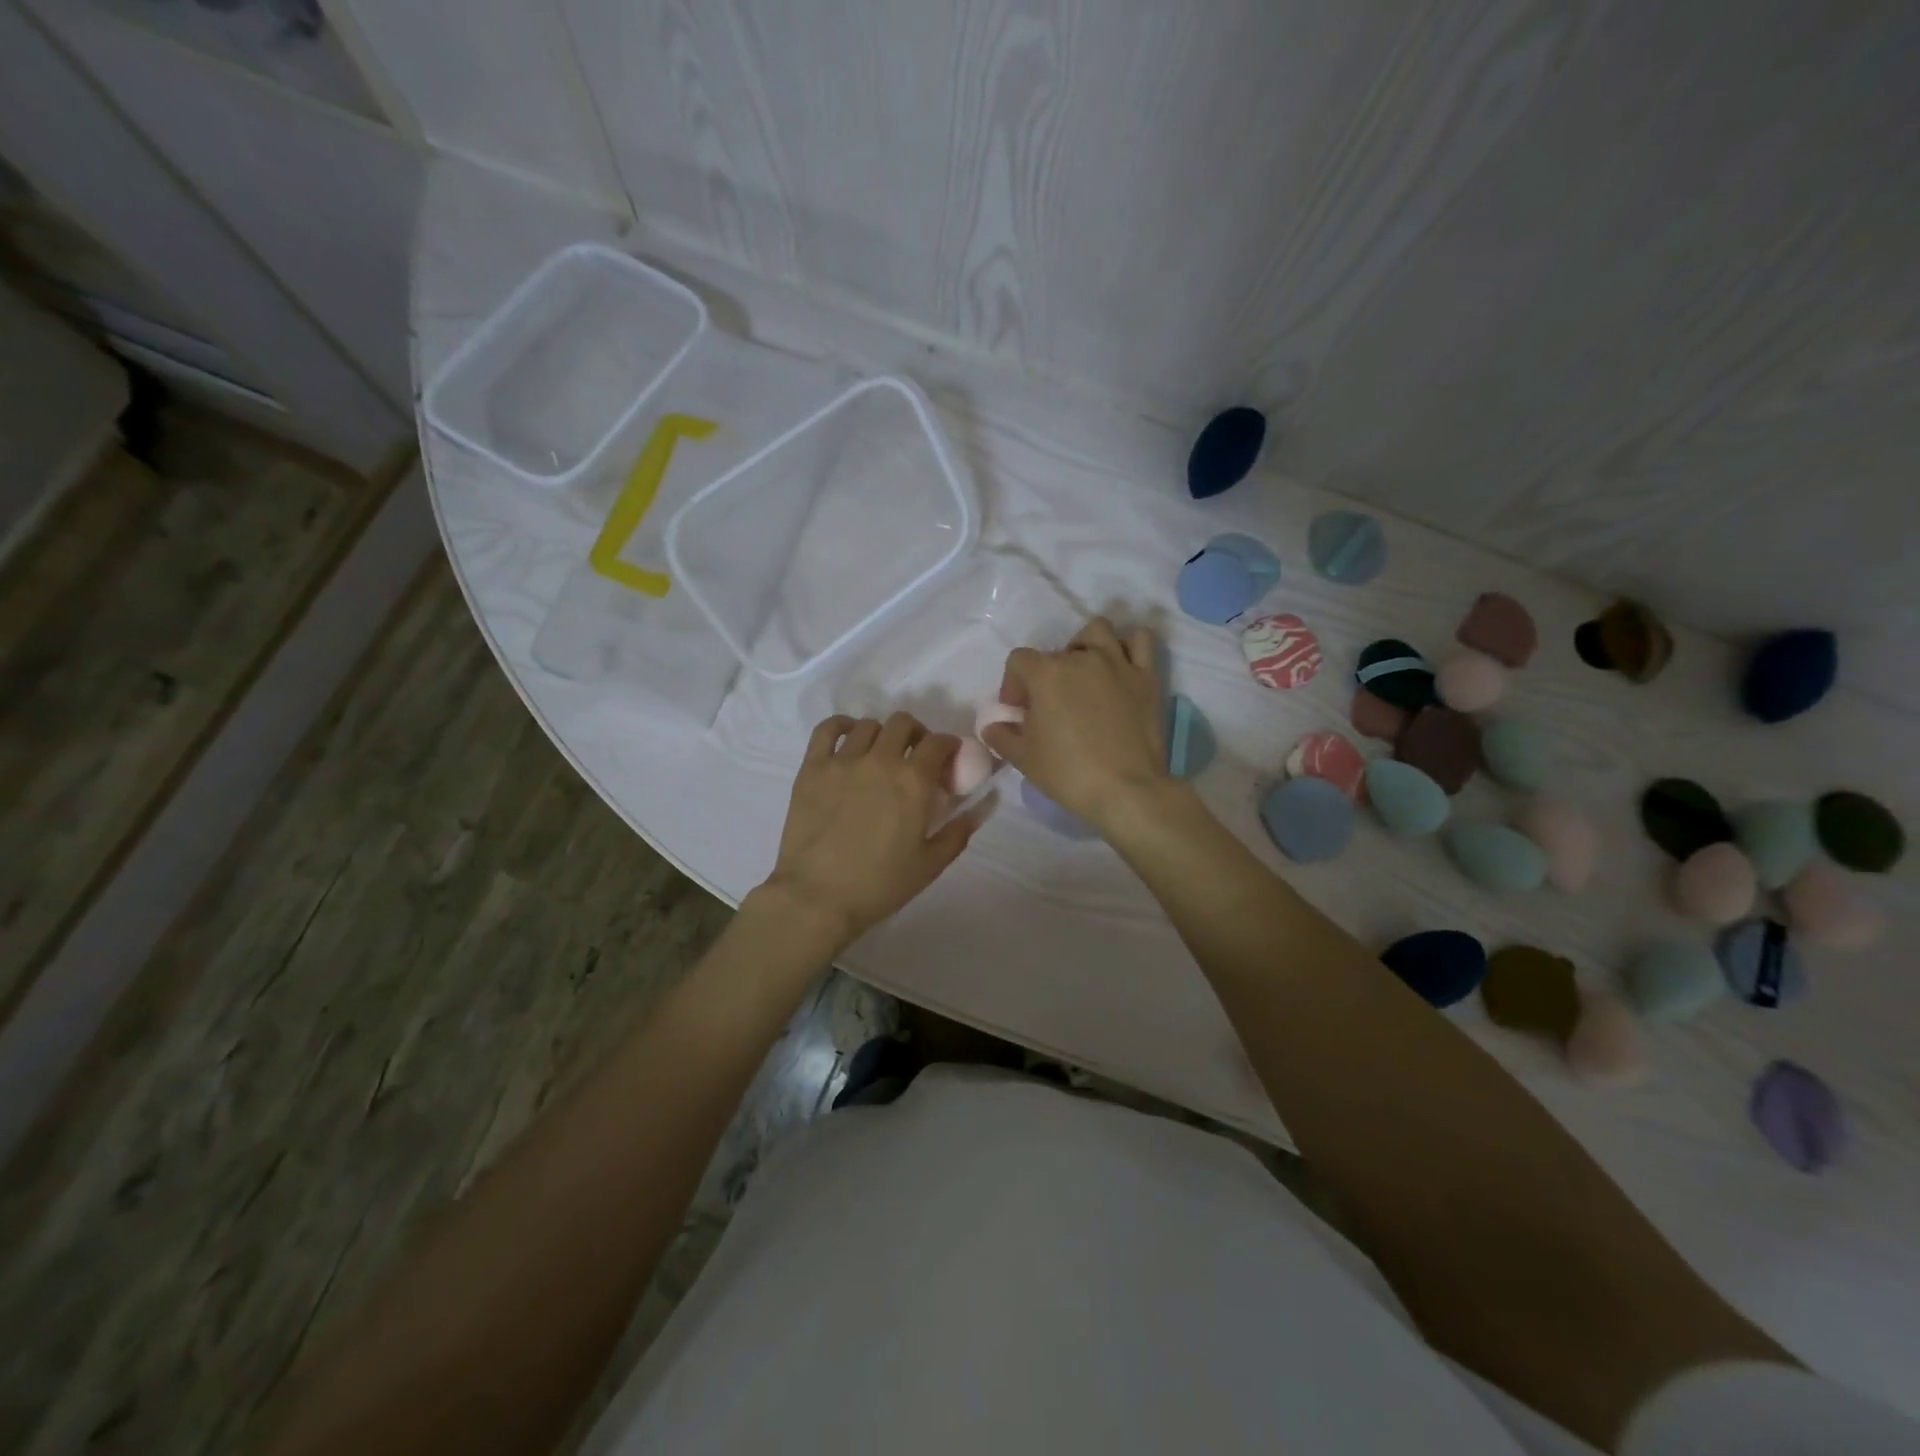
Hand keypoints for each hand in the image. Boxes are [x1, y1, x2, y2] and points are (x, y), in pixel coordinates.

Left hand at [759, 713, 983, 947]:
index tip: (947, 759)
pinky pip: (827, 729)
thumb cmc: (880, 884)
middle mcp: (880, 759)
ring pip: (868, 725)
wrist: (817, 896)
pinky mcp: (812, 767)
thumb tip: (986, 803)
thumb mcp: (931, 863)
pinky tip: (848, 738)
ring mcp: (843, 760)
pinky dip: (841, 726)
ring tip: (881, 754)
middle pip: (903, 723)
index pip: (938, 742)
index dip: (948, 746)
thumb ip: (960, 829)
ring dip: (882, 735)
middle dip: (916, 734)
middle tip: (915, 756)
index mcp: (913, 780)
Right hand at [980, 617, 1168, 829]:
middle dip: (1047, 675)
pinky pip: (1140, 640)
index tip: (1019, 712)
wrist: (1126, 790)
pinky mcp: (1146, 676)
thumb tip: (992, 726)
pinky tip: (1121, 665)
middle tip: (1051, 706)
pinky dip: (1128, 645)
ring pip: (1097, 631)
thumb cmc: (1068, 774)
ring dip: (1085, 646)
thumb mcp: (1023, 759)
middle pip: (1055, 652)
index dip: (1013, 684)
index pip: (1019, 660)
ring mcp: (1117, 663)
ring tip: (1084, 674)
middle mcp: (1081, 658)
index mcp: (1046, 674)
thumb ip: (1002, 736)